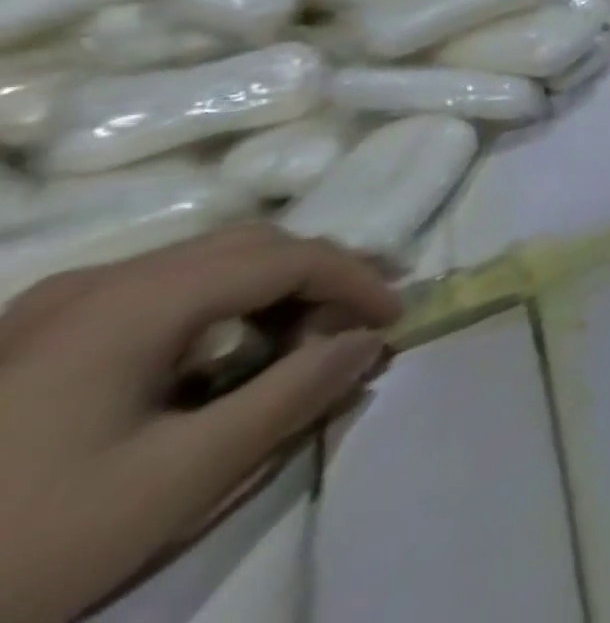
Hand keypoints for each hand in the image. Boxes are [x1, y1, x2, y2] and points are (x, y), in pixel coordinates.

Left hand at [0, 226, 400, 622]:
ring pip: (202, 264)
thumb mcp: (174, 481)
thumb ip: (289, 398)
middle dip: (318, 276)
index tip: (394, 320)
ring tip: (299, 338)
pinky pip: (155, 293)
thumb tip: (368, 343)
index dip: (356, 280)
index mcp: (138, 299)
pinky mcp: (25, 339)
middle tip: (357, 321)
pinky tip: (214, 357)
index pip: (288, 257)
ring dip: (268, 290)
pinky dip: (214, 308)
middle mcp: (101, 279)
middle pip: (248, 246)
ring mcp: (53, 306)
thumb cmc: (23, 542)